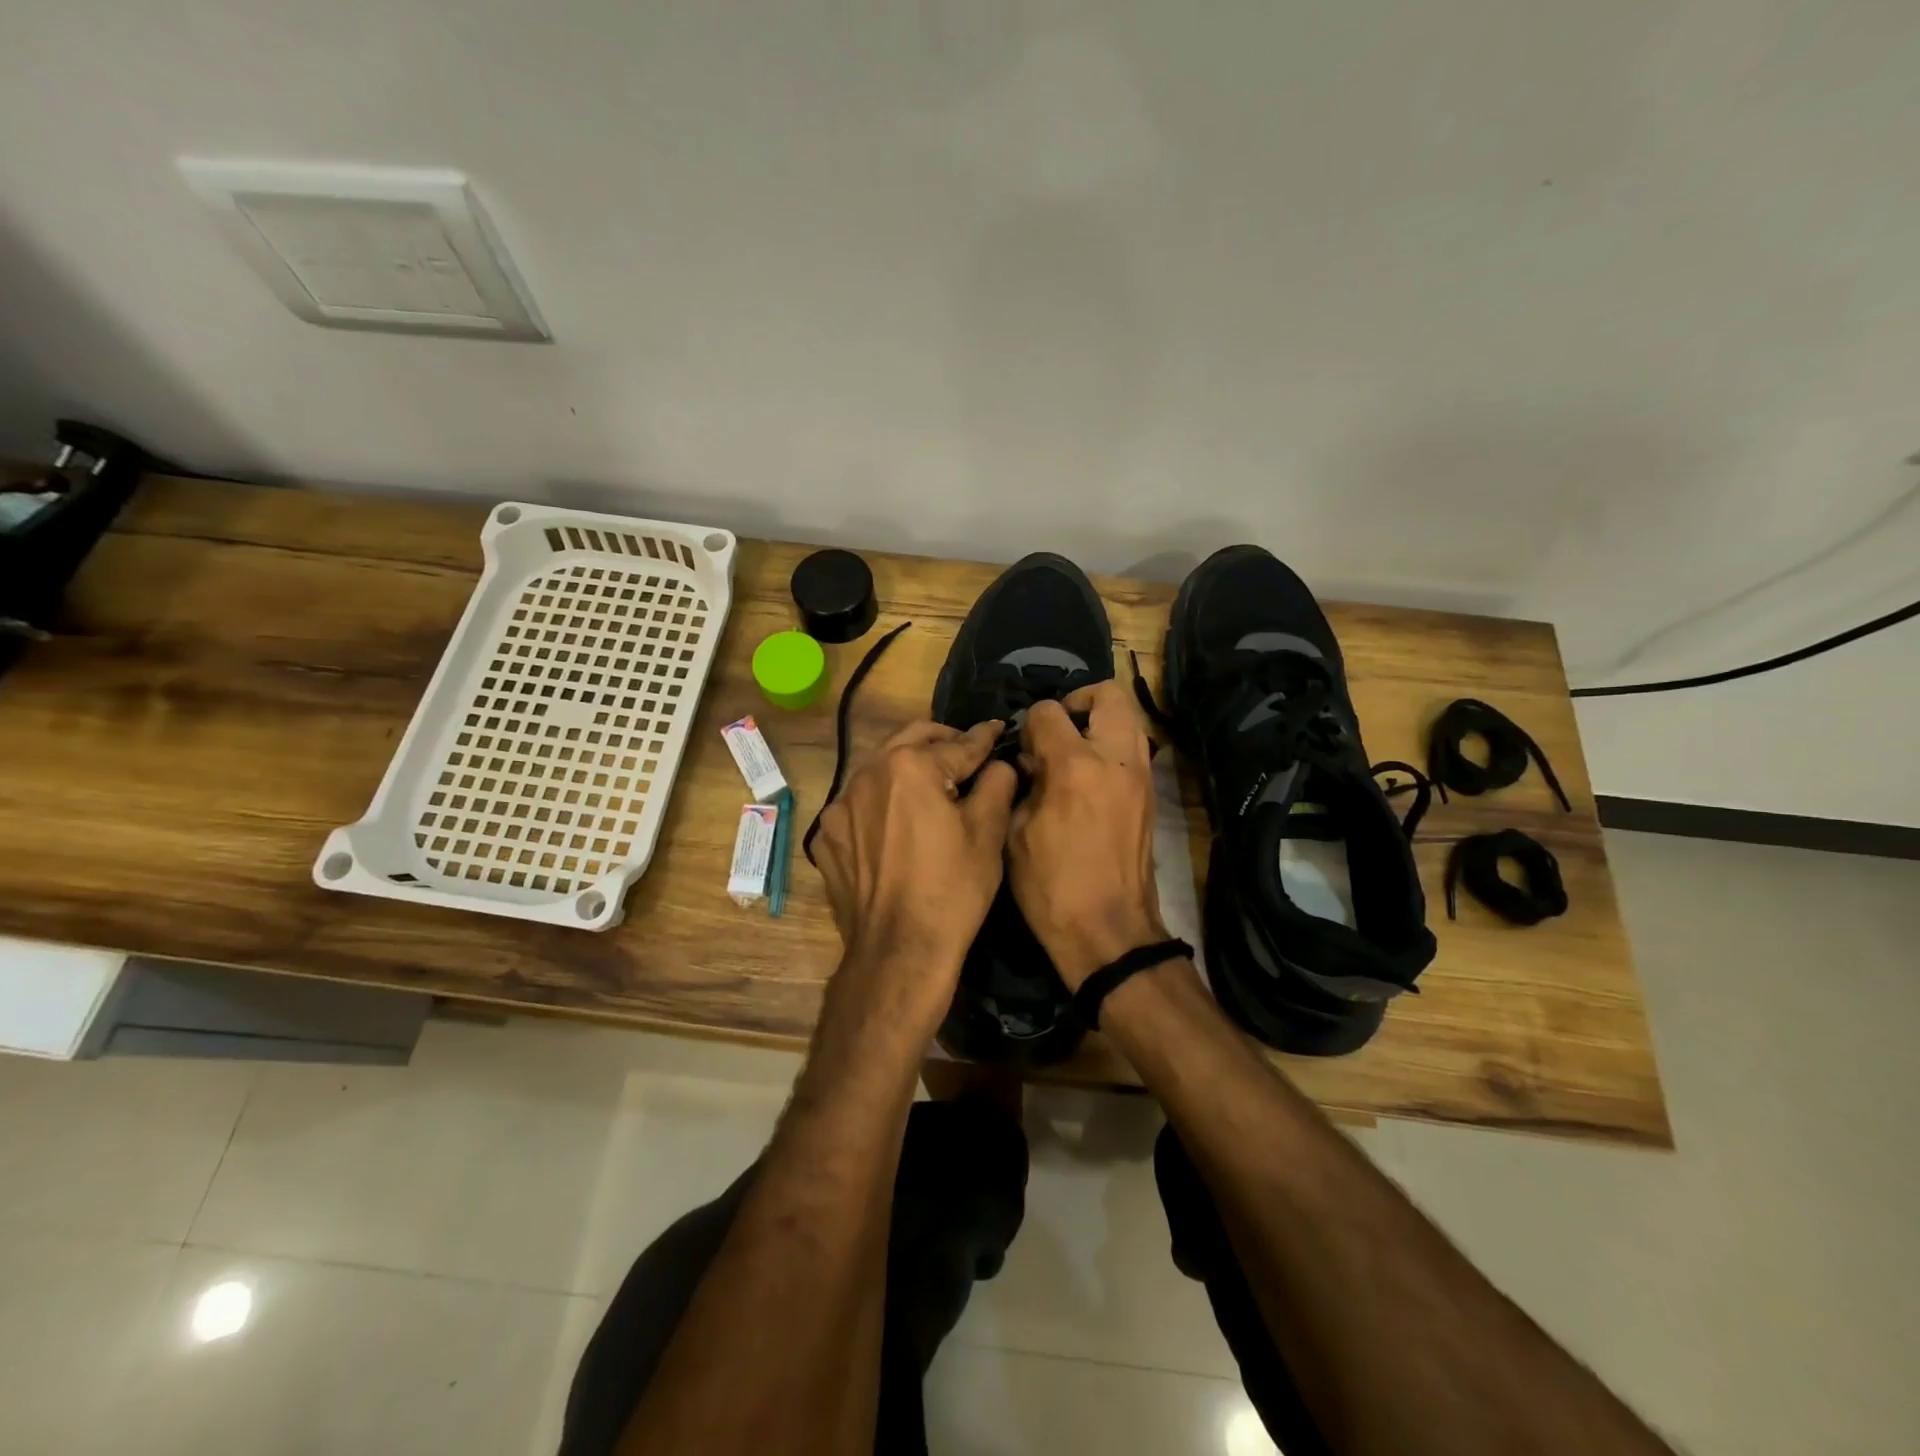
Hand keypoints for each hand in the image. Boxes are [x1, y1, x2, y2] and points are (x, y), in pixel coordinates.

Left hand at [810, 720, 1015, 1024]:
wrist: (898, 952)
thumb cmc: (952, 890)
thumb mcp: (987, 834)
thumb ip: (996, 783)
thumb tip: (998, 763)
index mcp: (909, 766)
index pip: (957, 744)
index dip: (984, 738)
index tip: (997, 730)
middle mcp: (867, 774)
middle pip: (910, 740)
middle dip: (942, 740)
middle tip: (966, 751)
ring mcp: (840, 806)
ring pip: (879, 769)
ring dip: (907, 768)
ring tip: (932, 786)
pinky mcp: (828, 836)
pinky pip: (859, 804)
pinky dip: (882, 802)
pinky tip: (898, 824)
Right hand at [1006, 683, 1168, 989]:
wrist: (1109, 931)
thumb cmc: (1051, 887)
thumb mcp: (1015, 833)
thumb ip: (1021, 784)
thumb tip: (1030, 761)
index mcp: (1074, 767)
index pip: (1049, 712)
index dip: (1029, 724)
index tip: (1022, 746)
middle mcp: (1115, 759)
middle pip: (1108, 695)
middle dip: (1078, 701)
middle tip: (1057, 729)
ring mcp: (1141, 776)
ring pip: (1129, 718)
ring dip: (1100, 721)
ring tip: (1073, 750)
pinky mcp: (1151, 794)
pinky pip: (1135, 748)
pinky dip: (1112, 747)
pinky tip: (1089, 777)